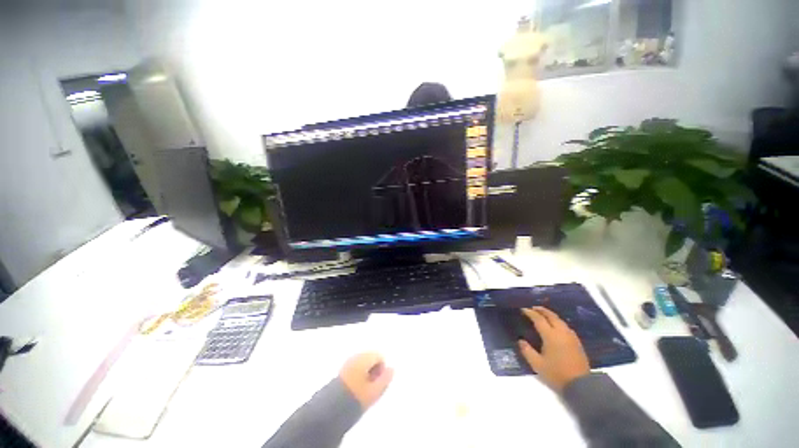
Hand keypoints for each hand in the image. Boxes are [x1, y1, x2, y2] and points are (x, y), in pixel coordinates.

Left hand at [339, 353, 393, 409]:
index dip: (382, 369)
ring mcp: (347, 363)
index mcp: (364, 358)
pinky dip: (358, 376)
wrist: (329, 409)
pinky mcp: (341, 371)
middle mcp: (355, 356)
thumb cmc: (355, 398)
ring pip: (362, 363)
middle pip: (370, 358)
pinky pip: (355, 368)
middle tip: (372, 388)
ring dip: (366, 374)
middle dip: (374, 370)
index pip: (379, 356)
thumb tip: (391, 369)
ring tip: (364, 391)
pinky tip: (355, 390)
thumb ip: (385, 379)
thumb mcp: (374, 392)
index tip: (378, 384)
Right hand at [517, 307, 590, 392]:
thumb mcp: (537, 365)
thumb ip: (527, 351)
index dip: (530, 313)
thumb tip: (520, 341)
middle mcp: (561, 333)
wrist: (581, 386)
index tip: (523, 309)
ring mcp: (571, 337)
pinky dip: (558, 322)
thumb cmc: (557, 374)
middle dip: (541, 310)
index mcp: (551, 336)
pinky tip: (556, 326)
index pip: (539, 319)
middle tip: (533, 308)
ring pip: (560, 320)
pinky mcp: (577, 343)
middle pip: (551, 316)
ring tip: (543, 314)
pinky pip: (566, 326)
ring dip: (550, 315)